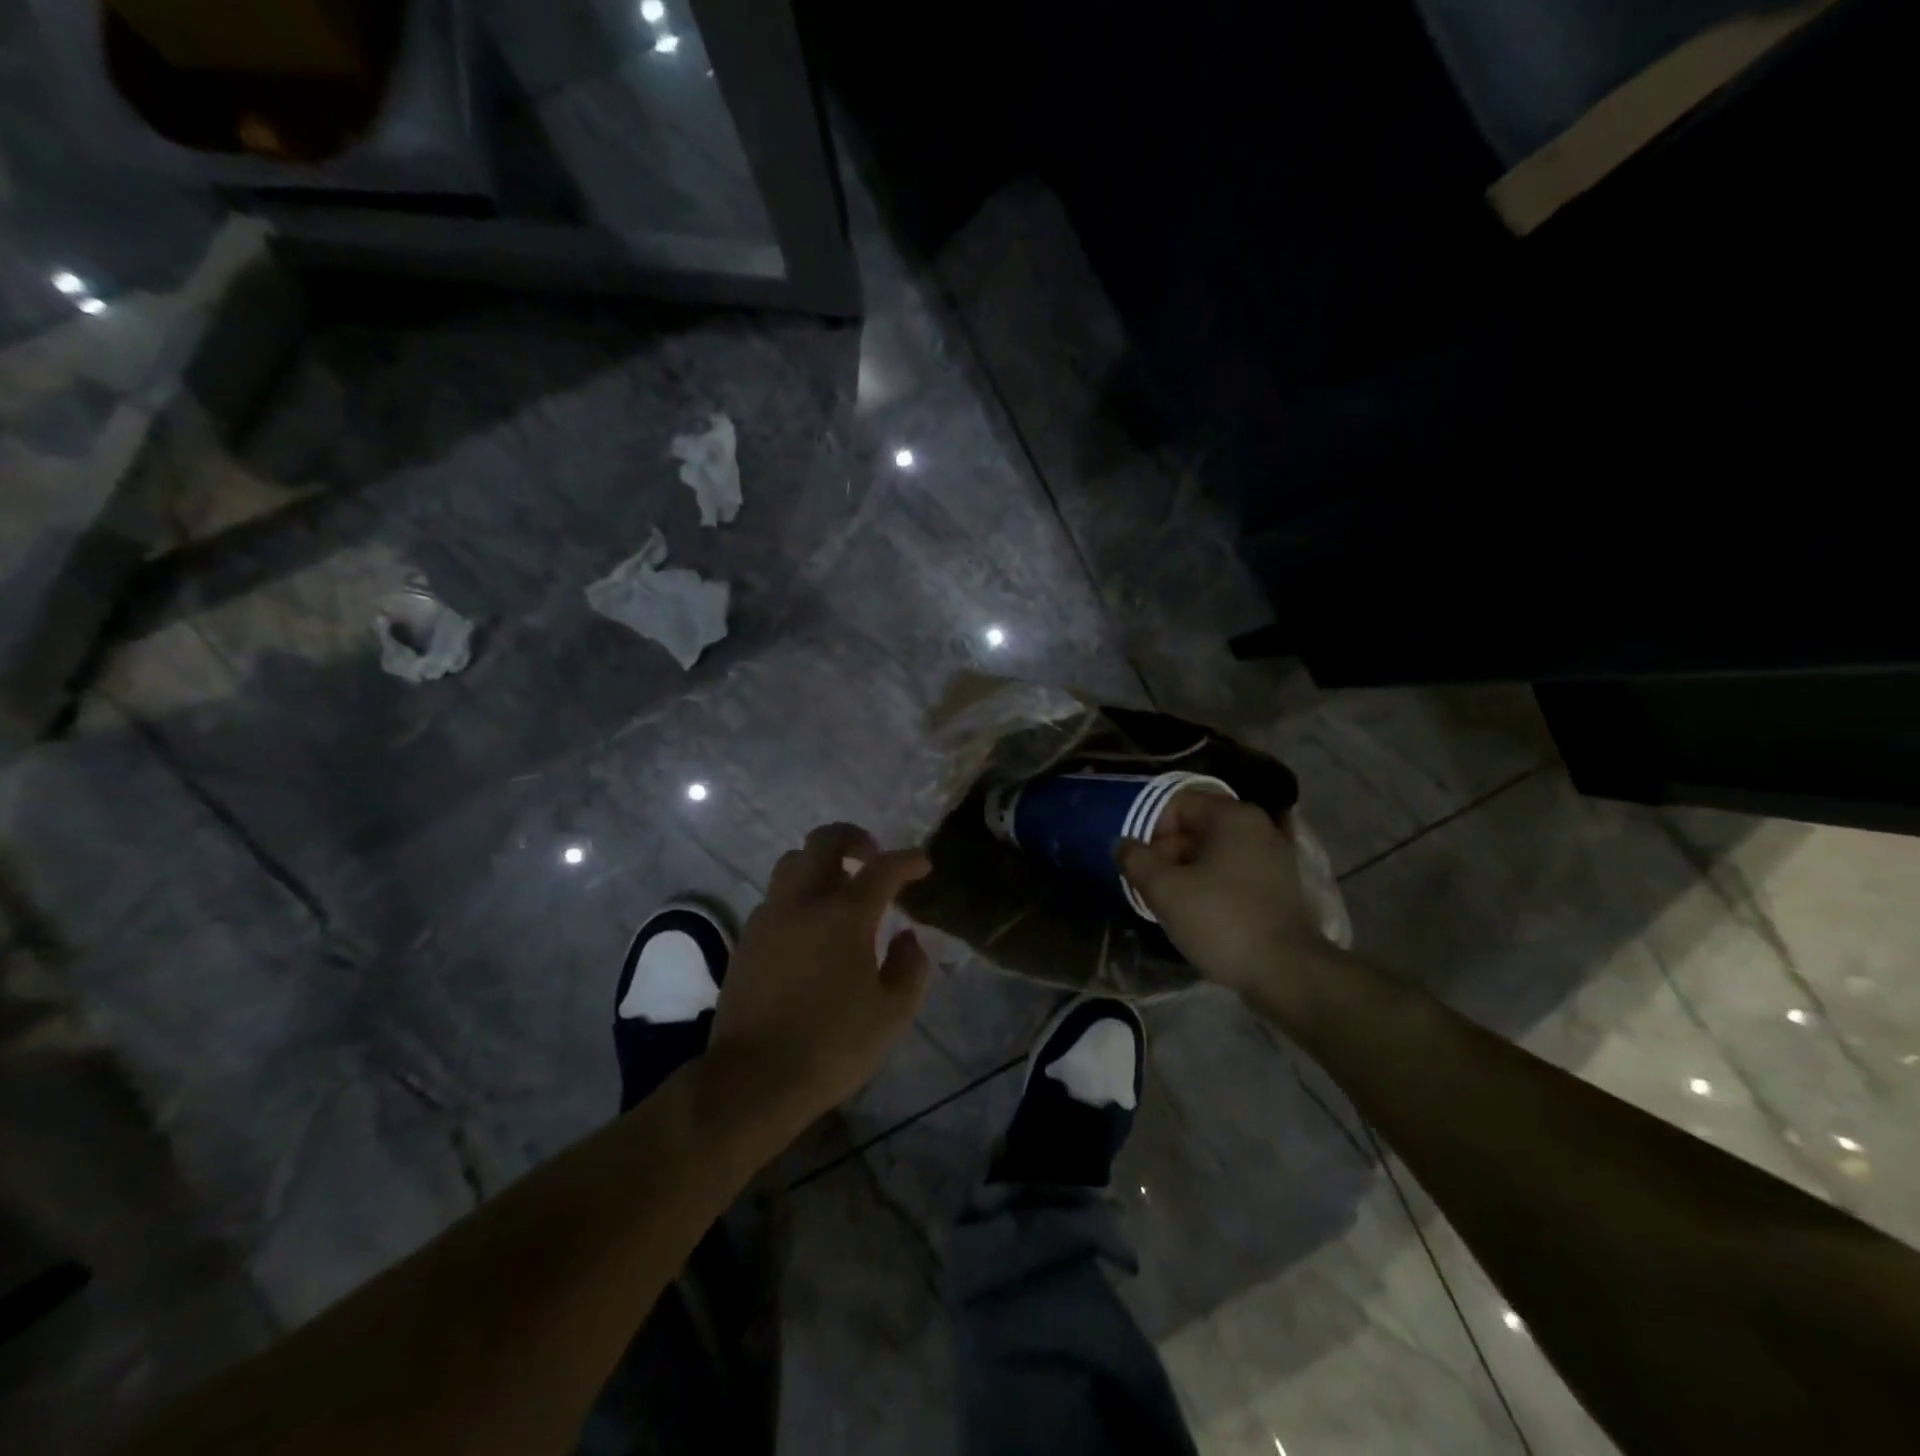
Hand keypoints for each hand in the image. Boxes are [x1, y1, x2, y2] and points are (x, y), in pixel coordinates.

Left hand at [705, 823, 932, 1127]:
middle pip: (824, 841)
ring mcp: (769, 916)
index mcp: (845, 914)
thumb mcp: (892, 1013)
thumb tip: (908, 937)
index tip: (922, 866)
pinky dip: (797, 895)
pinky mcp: (747, 938)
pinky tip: (809, 928)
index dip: (908, 860)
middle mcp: (804, 902)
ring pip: (792, 862)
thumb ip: (910, 966)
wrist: (753, 1079)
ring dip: (819, 863)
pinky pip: (775, 896)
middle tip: (872, 857)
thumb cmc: (832, 1046)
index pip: (883, 868)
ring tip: (839, 890)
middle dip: (853, 837)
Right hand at [1117, 793, 1338, 1017]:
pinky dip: (1215, 885)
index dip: (1149, 831)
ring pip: (1215, 852)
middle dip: (1167, 854)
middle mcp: (1258, 825)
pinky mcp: (1283, 885)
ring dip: (1189, 872)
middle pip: (1196, 827)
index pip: (1176, 805)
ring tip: (1174, 904)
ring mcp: (1275, 855)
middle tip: (1152, 888)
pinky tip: (1204, 913)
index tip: (1141, 866)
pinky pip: (1236, 872)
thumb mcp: (1165, 890)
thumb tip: (1122, 844)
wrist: (1288, 973)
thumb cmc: (1222, 922)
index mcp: (1231, 816)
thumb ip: (1135, 860)